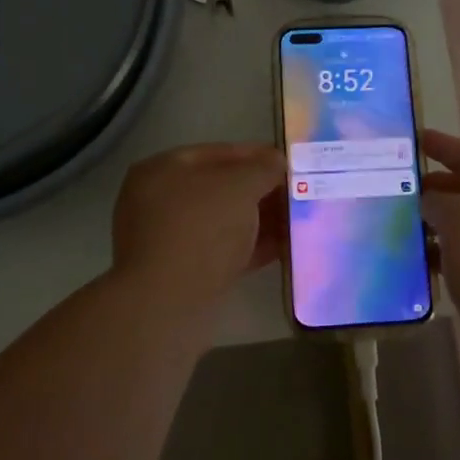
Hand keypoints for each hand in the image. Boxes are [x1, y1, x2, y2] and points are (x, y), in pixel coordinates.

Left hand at [111, 143, 286, 303]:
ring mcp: (170, 240)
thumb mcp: (239, 186)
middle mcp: (160, 201)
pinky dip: (252, 247)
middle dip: (261, 190)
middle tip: (297, 193)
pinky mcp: (183, 274)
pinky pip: (224, 251)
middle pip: (221, 188)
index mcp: (163, 170)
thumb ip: (263, 168)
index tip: (289, 163)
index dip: (256, 155)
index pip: (217, 153)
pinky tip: (286, 247)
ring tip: (299, 220)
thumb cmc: (201, 229)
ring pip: (224, 222)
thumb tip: (276, 162)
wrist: (167, 306)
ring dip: (260, 220)